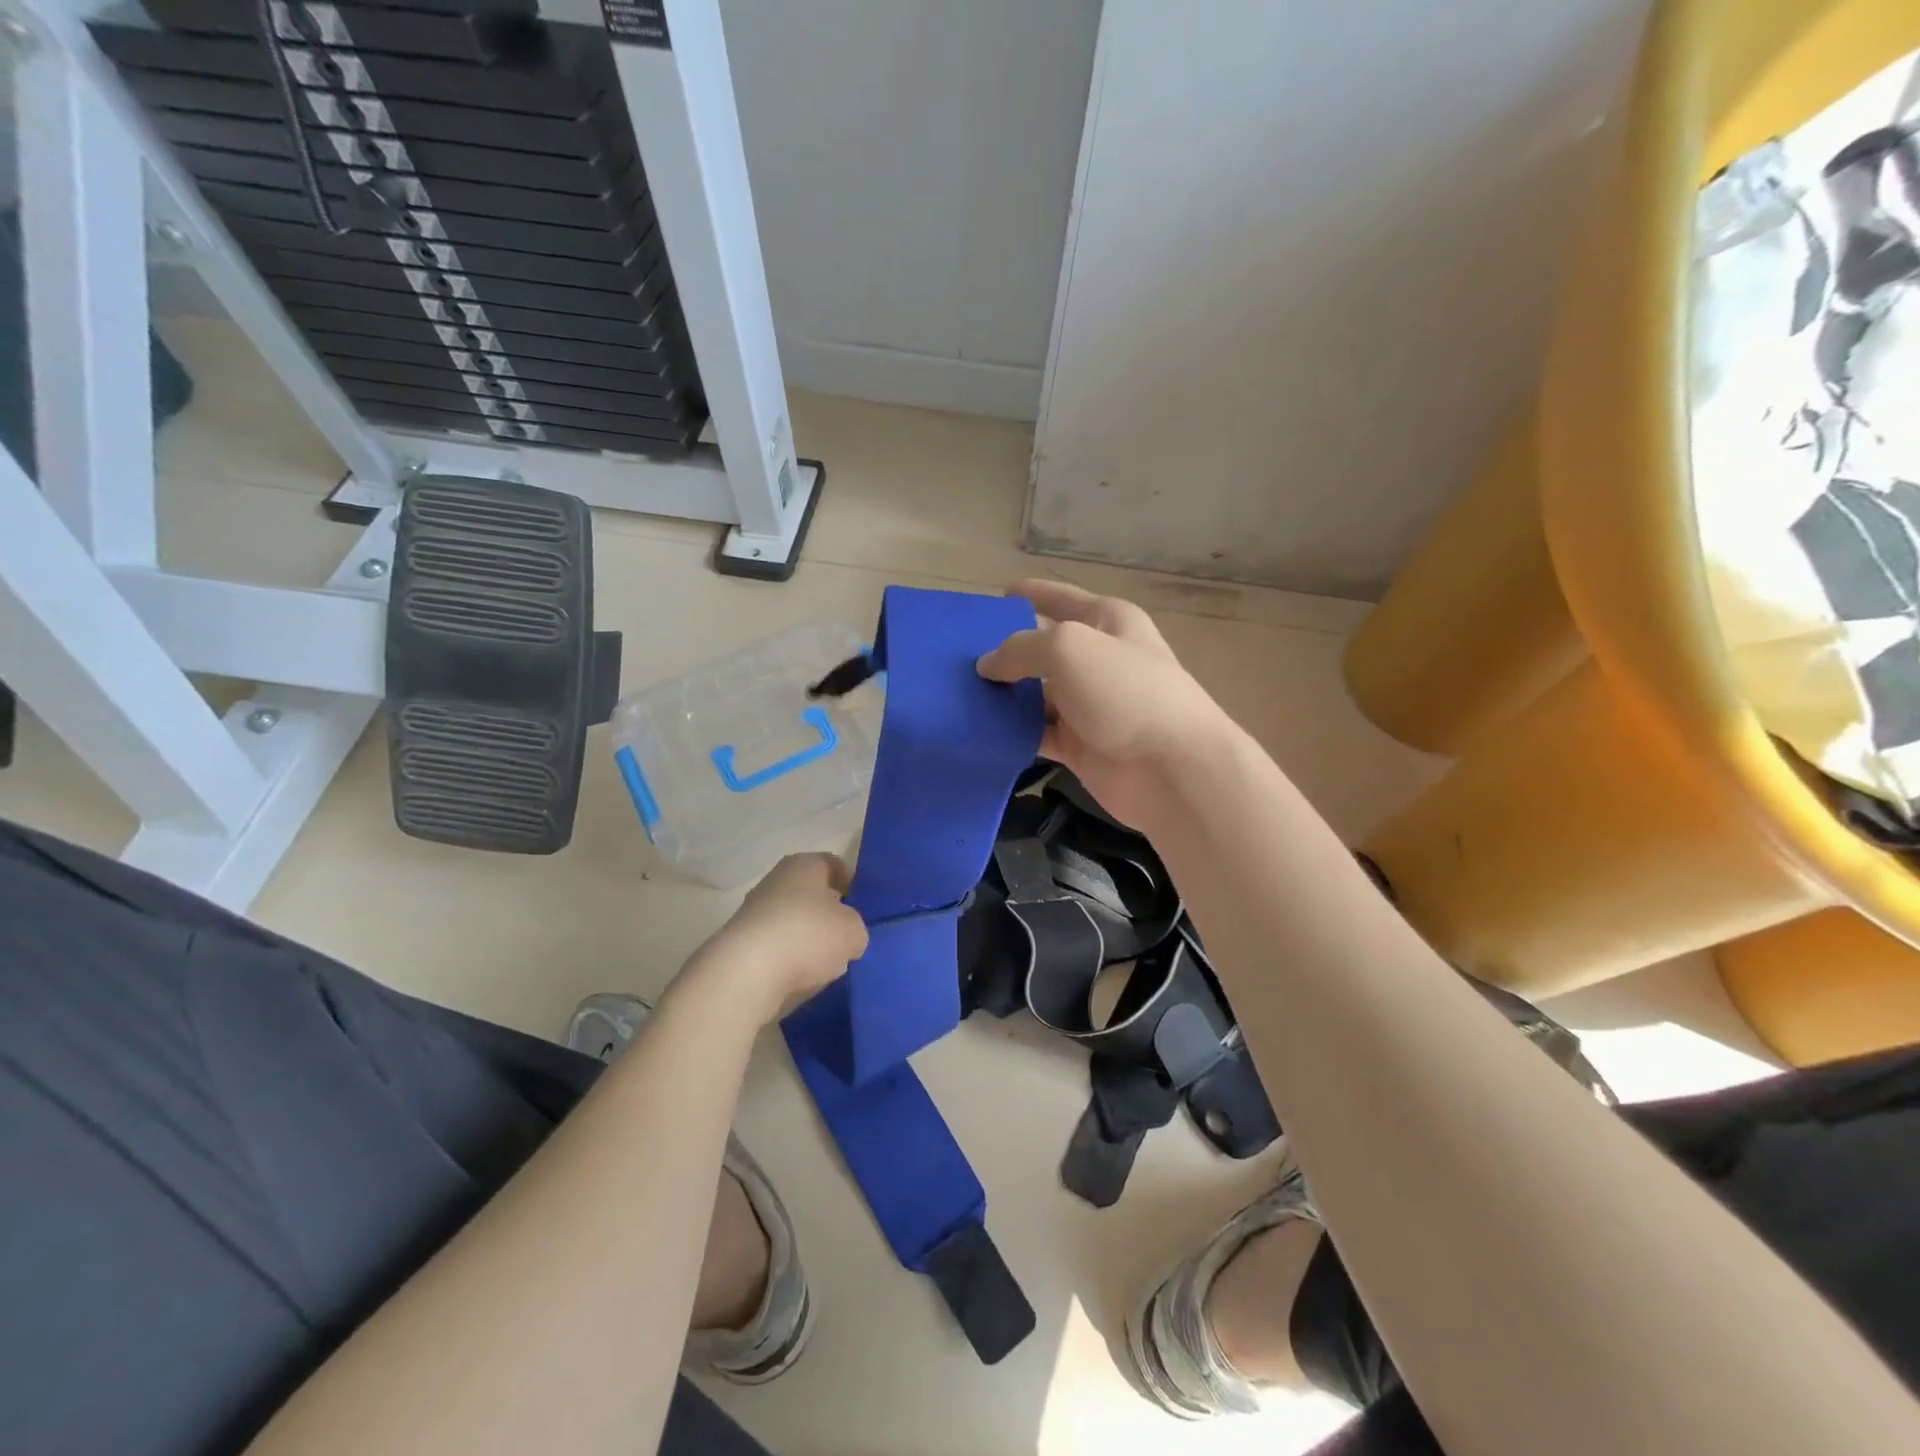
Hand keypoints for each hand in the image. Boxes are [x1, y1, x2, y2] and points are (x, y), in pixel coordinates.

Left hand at [689, 853, 868, 1021]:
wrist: (747, 973)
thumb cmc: (807, 935)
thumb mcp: (854, 931)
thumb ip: (856, 928)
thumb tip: (846, 937)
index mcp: (804, 864)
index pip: (834, 865)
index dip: (852, 885)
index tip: (864, 910)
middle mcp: (776, 881)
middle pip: (812, 895)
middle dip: (830, 916)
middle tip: (849, 939)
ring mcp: (755, 912)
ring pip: (795, 923)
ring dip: (810, 942)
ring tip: (827, 965)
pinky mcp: (742, 944)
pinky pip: (777, 948)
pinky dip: (790, 961)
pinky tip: (801, 979)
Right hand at [977, 579, 1233, 828]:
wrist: (1172, 770)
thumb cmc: (1126, 692)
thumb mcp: (1068, 649)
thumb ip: (1020, 649)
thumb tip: (987, 665)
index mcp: (1108, 622)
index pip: (1061, 599)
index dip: (1030, 594)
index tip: (994, 597)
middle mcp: (1099, 659)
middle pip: (1043, 649)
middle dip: (1004, 651)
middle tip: (955, 657)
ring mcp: (1089, 705)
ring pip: (1035, 694)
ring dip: (1002, 695)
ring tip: (956, 693)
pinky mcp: (1079, 746)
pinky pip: (1036, 732)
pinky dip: (1011, 732)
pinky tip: (977, 730)